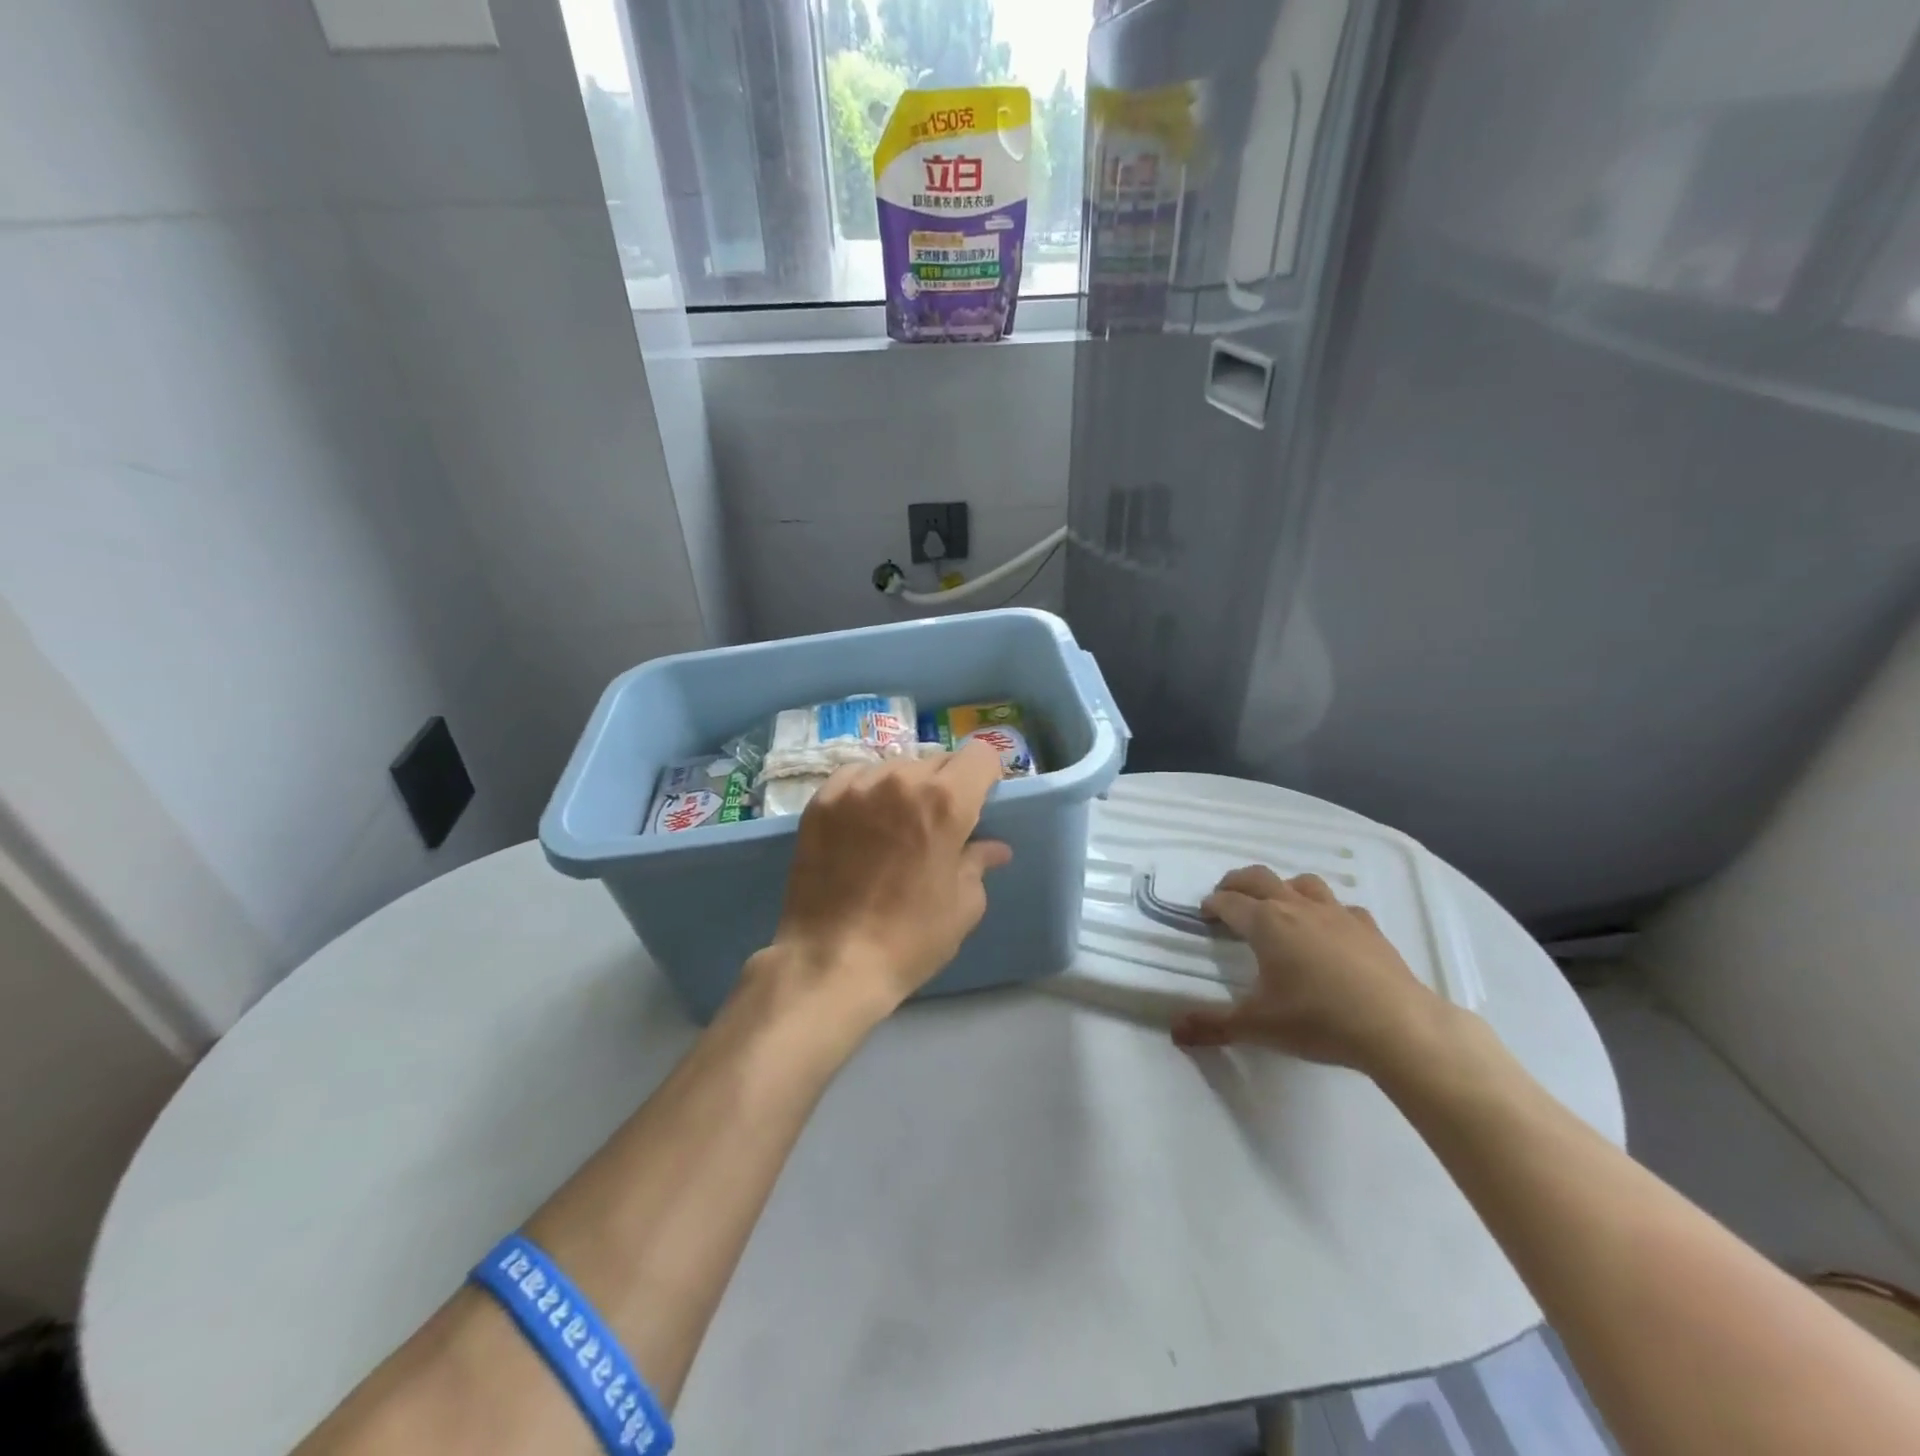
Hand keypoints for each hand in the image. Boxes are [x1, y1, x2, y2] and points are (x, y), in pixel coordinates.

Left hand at [763, 739, 1012, 1023]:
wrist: (831, 961)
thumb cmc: (910, 937)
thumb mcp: (963, 905)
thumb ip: (978, 863)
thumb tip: (993, 848)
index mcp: (945, 801)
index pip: (980, 754)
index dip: (986, 775)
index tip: (980, 800)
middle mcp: (901, 780)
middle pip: (937, 761)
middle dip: (946, 786)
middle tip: (937, 824)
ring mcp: (856, 786)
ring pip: (895, 767)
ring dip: (904, 787)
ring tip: (895, 826)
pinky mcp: (821, 800)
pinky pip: (856, 777)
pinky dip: (867, 791)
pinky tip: (862, 823)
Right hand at [1171, 866, 1450, 1074]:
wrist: (1397, 1027)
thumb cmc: (1318, 1020)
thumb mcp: (1257, 1027)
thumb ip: (1213, 1025)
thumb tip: (1173, 1030)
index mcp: (1265, 923)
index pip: (1229, 902)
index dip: (1213, 904)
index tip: (1204, 913)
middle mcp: (1297, 907)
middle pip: (1260, 878)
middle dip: (1238, 882)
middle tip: (1227, 895)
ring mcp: (1336, 914)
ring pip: (1302, 882)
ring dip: (1283, 887)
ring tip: (1277, 904)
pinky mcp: (1368, 928)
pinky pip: (1341, 906)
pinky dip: (1327, 910)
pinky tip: (1330, 929)